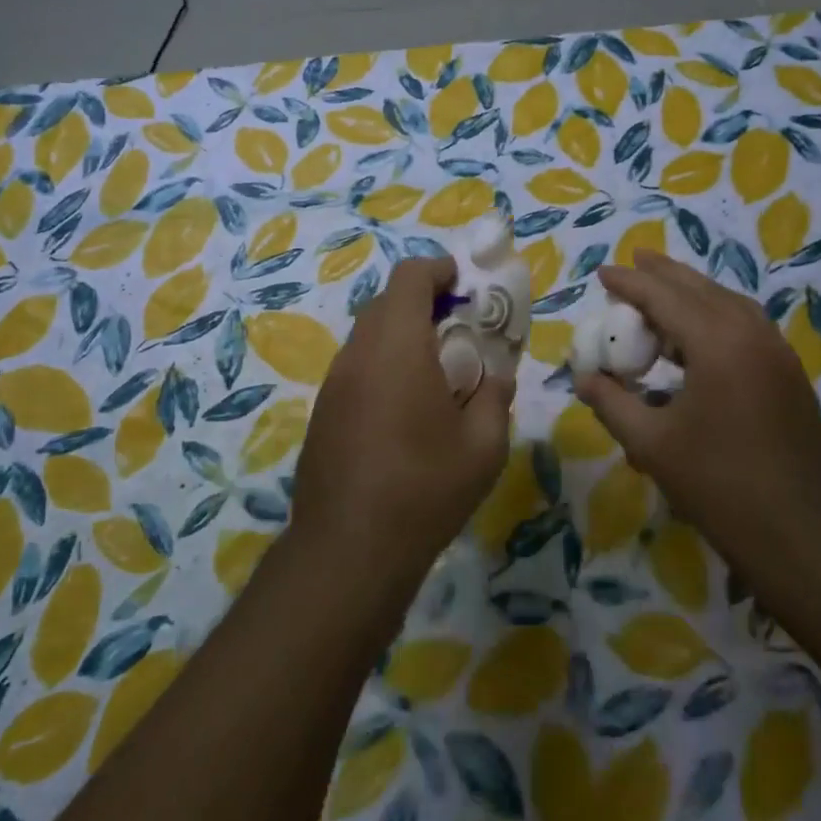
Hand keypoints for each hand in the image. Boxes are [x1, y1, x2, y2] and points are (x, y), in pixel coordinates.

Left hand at [290, 257, 514, 587]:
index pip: (409, 277)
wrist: (348, 550)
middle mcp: (359, 353)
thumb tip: (496, 374)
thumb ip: (495, 395)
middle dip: (424, 303)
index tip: (465, 286)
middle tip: (459, 331)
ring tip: (436, 373)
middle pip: (387, 302)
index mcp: (398, 346)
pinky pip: (357, 367)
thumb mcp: (483, 445)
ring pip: (369, 335)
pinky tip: (404, 410)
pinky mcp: (323, 411)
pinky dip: (383, 365)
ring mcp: (334, 383)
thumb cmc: (425, 489)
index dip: (439, 270)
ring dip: (402, 335)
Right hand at [574, 251, 820, 564]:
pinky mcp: (790, 375)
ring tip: (663, 293)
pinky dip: (716, 316)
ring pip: (729, 303)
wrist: (808, 536)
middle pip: (701, 289)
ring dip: (693, 293)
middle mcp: (752, 334)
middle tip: (634, 261)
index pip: (664, 297)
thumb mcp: (652, 445)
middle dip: (664, 275)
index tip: (603, 273)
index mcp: (718, 342)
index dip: (630, 283)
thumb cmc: (722, 486)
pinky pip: (746, 326)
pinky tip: (700, 336)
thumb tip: (583, 378)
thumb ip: (612, 403)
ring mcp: (778, 353)